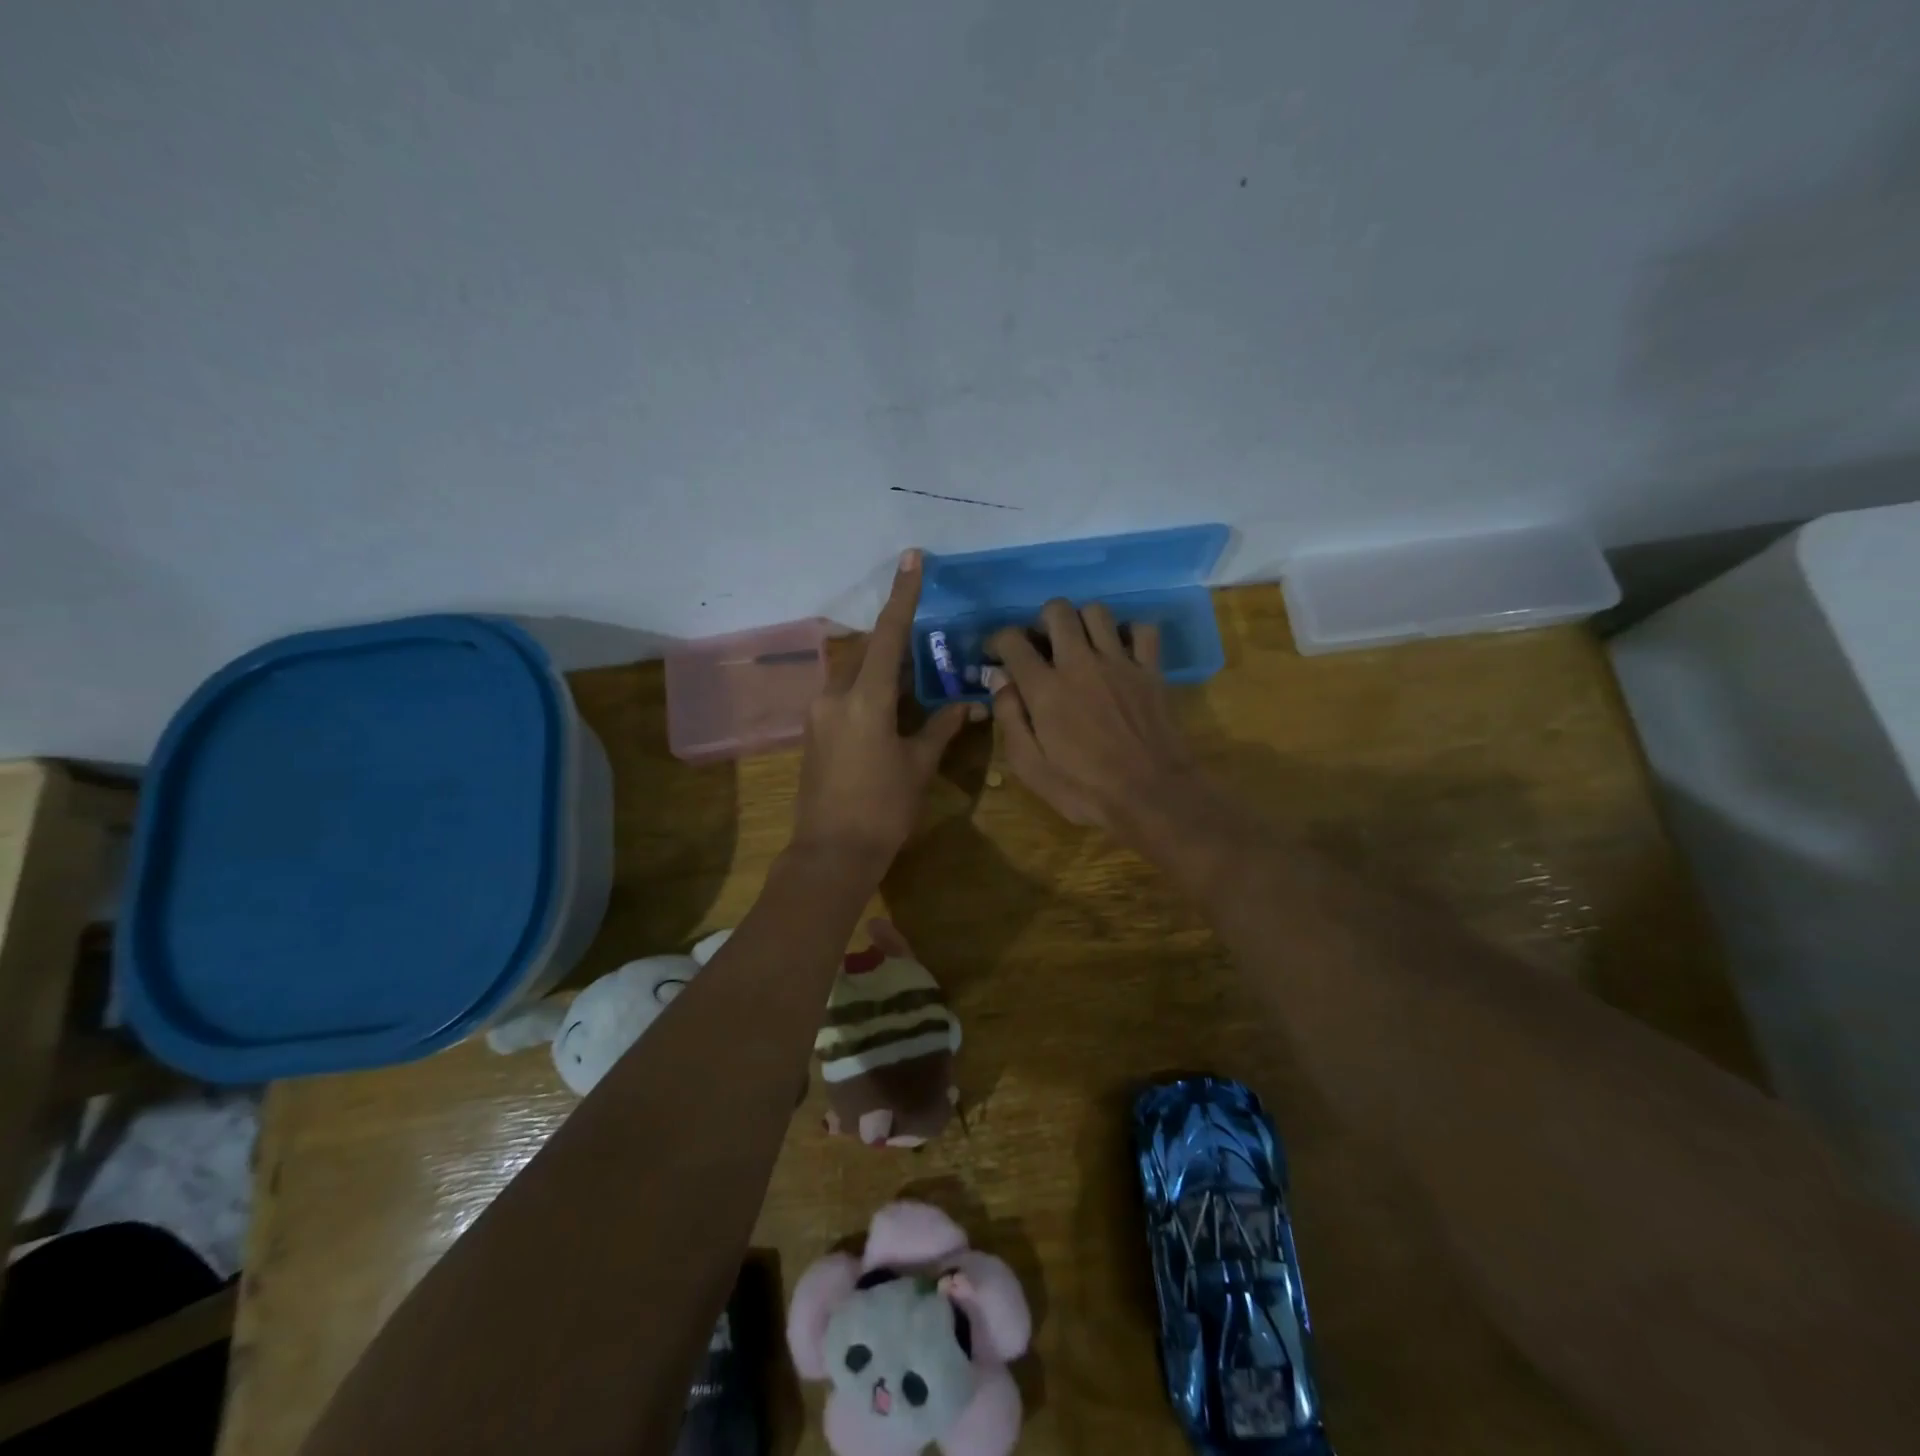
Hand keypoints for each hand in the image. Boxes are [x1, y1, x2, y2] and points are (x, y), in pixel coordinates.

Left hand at [793, 550, 973, 866]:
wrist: (832, 853)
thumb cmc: (883, 809)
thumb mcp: (919, 765)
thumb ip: (941, 727)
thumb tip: (969, 704)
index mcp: (865, 699)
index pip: (888, 635)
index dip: (903, 594)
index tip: (911, 558)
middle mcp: (835, 696)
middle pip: (868, 652)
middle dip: (896, 644)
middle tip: (927, 649)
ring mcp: (819, 714)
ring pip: (854, 674)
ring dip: (882, 670)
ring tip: (914, 682)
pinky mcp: (814, 732)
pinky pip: (844, 696)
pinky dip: (868, 691)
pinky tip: (890, 710)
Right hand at [985, 600, 1199, 841]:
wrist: (1152, 795)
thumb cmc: (1085, 789)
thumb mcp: (1031, 768)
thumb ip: (1010, 719)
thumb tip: (999, 680)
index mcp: (1046, 688)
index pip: (1012, 641)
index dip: (998, 642)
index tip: (997, 657)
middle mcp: (1080, 663)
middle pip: (1057, 610)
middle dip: (1041, 621)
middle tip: (1042, 647)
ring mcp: (1120, 662)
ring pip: (1097, 611)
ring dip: (1081, 622)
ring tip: (1079, 646)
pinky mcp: (1151, 670)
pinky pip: (1142, 629)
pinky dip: (1128, 633)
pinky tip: (1120, 652)